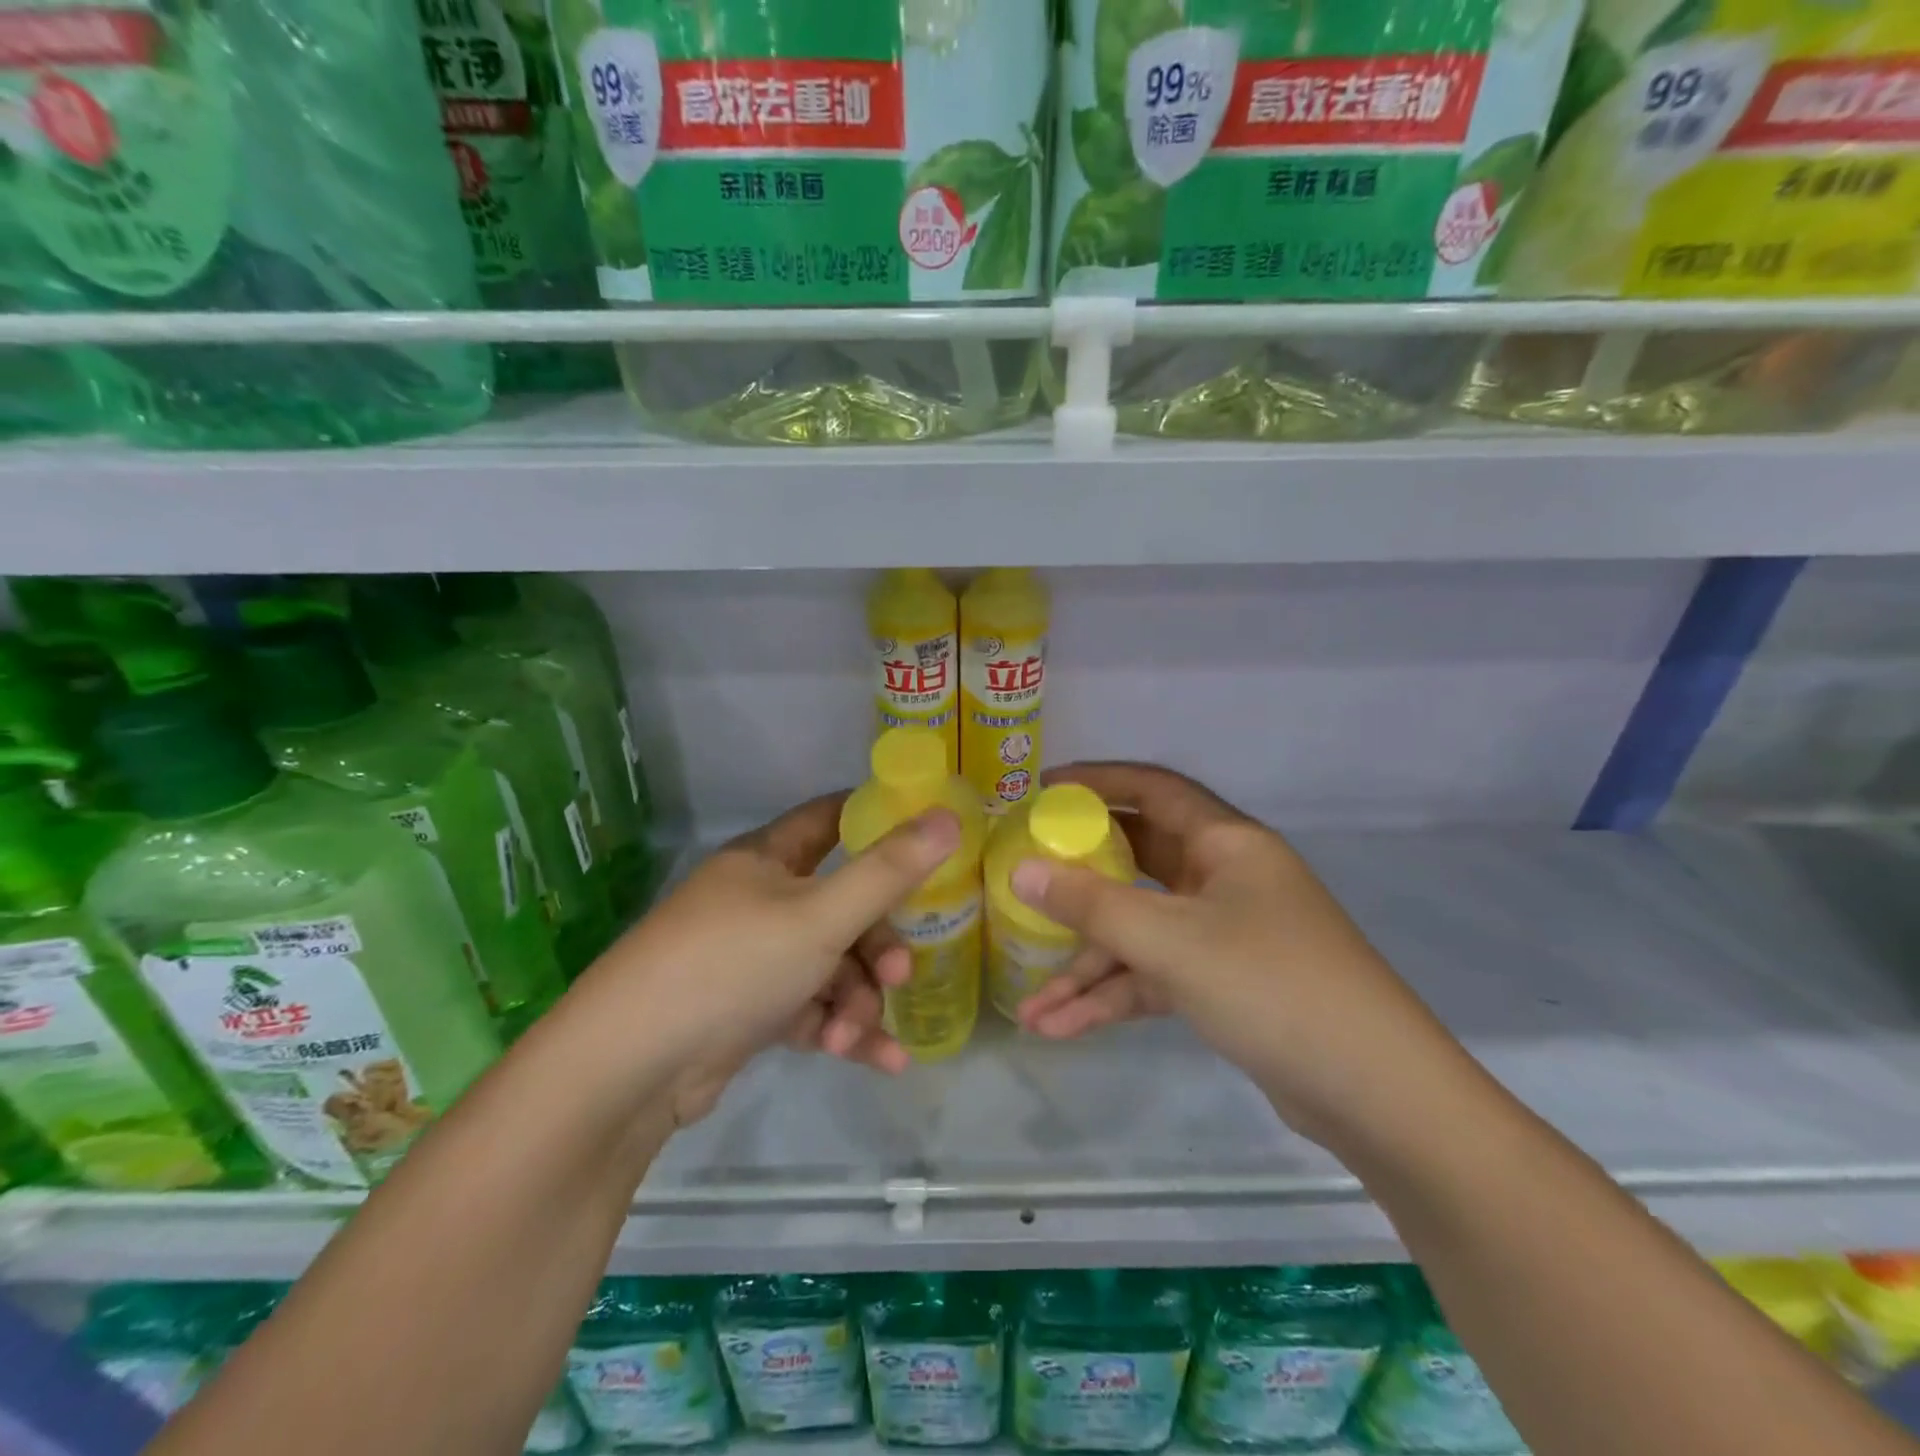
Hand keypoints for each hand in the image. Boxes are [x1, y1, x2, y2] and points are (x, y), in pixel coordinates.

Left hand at [576, 794, 957, 1108]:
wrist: (629, 1069)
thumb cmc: (731, 965)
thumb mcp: (820, 916)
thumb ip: (889, 870)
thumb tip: (950, 816)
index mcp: (767, 858)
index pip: (830, 819)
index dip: (878, 821)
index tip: (928, 840)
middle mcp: (758, 900)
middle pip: (841, 905)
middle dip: (877, 943)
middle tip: (900, 974)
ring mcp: (751, 957)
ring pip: (830, 964)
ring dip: (858, 999)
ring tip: (858, 1034)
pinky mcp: (747, 1010)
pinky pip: (811, 1007)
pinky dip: (841, 1029)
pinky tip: (878, 1060)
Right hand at [1007, 763, 1456, 1140]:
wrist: (1375, 1095)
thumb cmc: (1272, 985)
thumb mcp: (1171, 941)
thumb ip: (1091, 904)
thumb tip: (1020, 871)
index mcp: (1226, 843)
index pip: (1152, 789)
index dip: (1097, 782)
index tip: (1040, 792)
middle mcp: (1223, 879)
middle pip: (1136, 862)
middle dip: (1078, 880)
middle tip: (1023, 879)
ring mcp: (1223, 934)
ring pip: (1139, 932)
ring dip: (1087, 967)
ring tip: (1029, 1006)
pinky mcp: (1222, 985)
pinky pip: (1154, 976)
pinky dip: (1113, 998)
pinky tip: (1062, 1028)